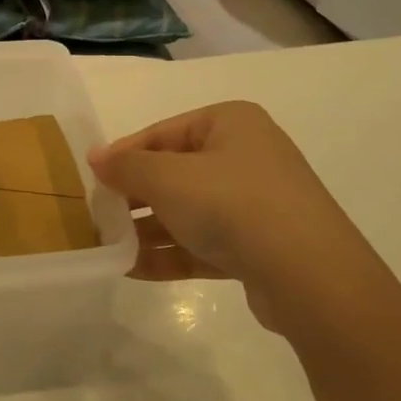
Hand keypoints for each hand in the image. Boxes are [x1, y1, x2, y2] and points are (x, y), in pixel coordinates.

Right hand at [88, 101, 384, 334]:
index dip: (122, 155)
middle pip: (173, 173)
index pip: (161, 133)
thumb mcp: (167, 178)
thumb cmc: (232, 205)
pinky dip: (170, 253)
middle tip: (97, 216)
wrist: (311, 277)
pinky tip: (132, 269)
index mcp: (230, 124)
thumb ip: (126, 166)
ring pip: (187, 211)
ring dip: (147, 230)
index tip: (89, 179)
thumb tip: (95, 157)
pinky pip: (203, 243)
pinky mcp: (258, 246)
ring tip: (108, 247)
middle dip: (133, 197)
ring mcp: (255, 203)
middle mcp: (245, 156)